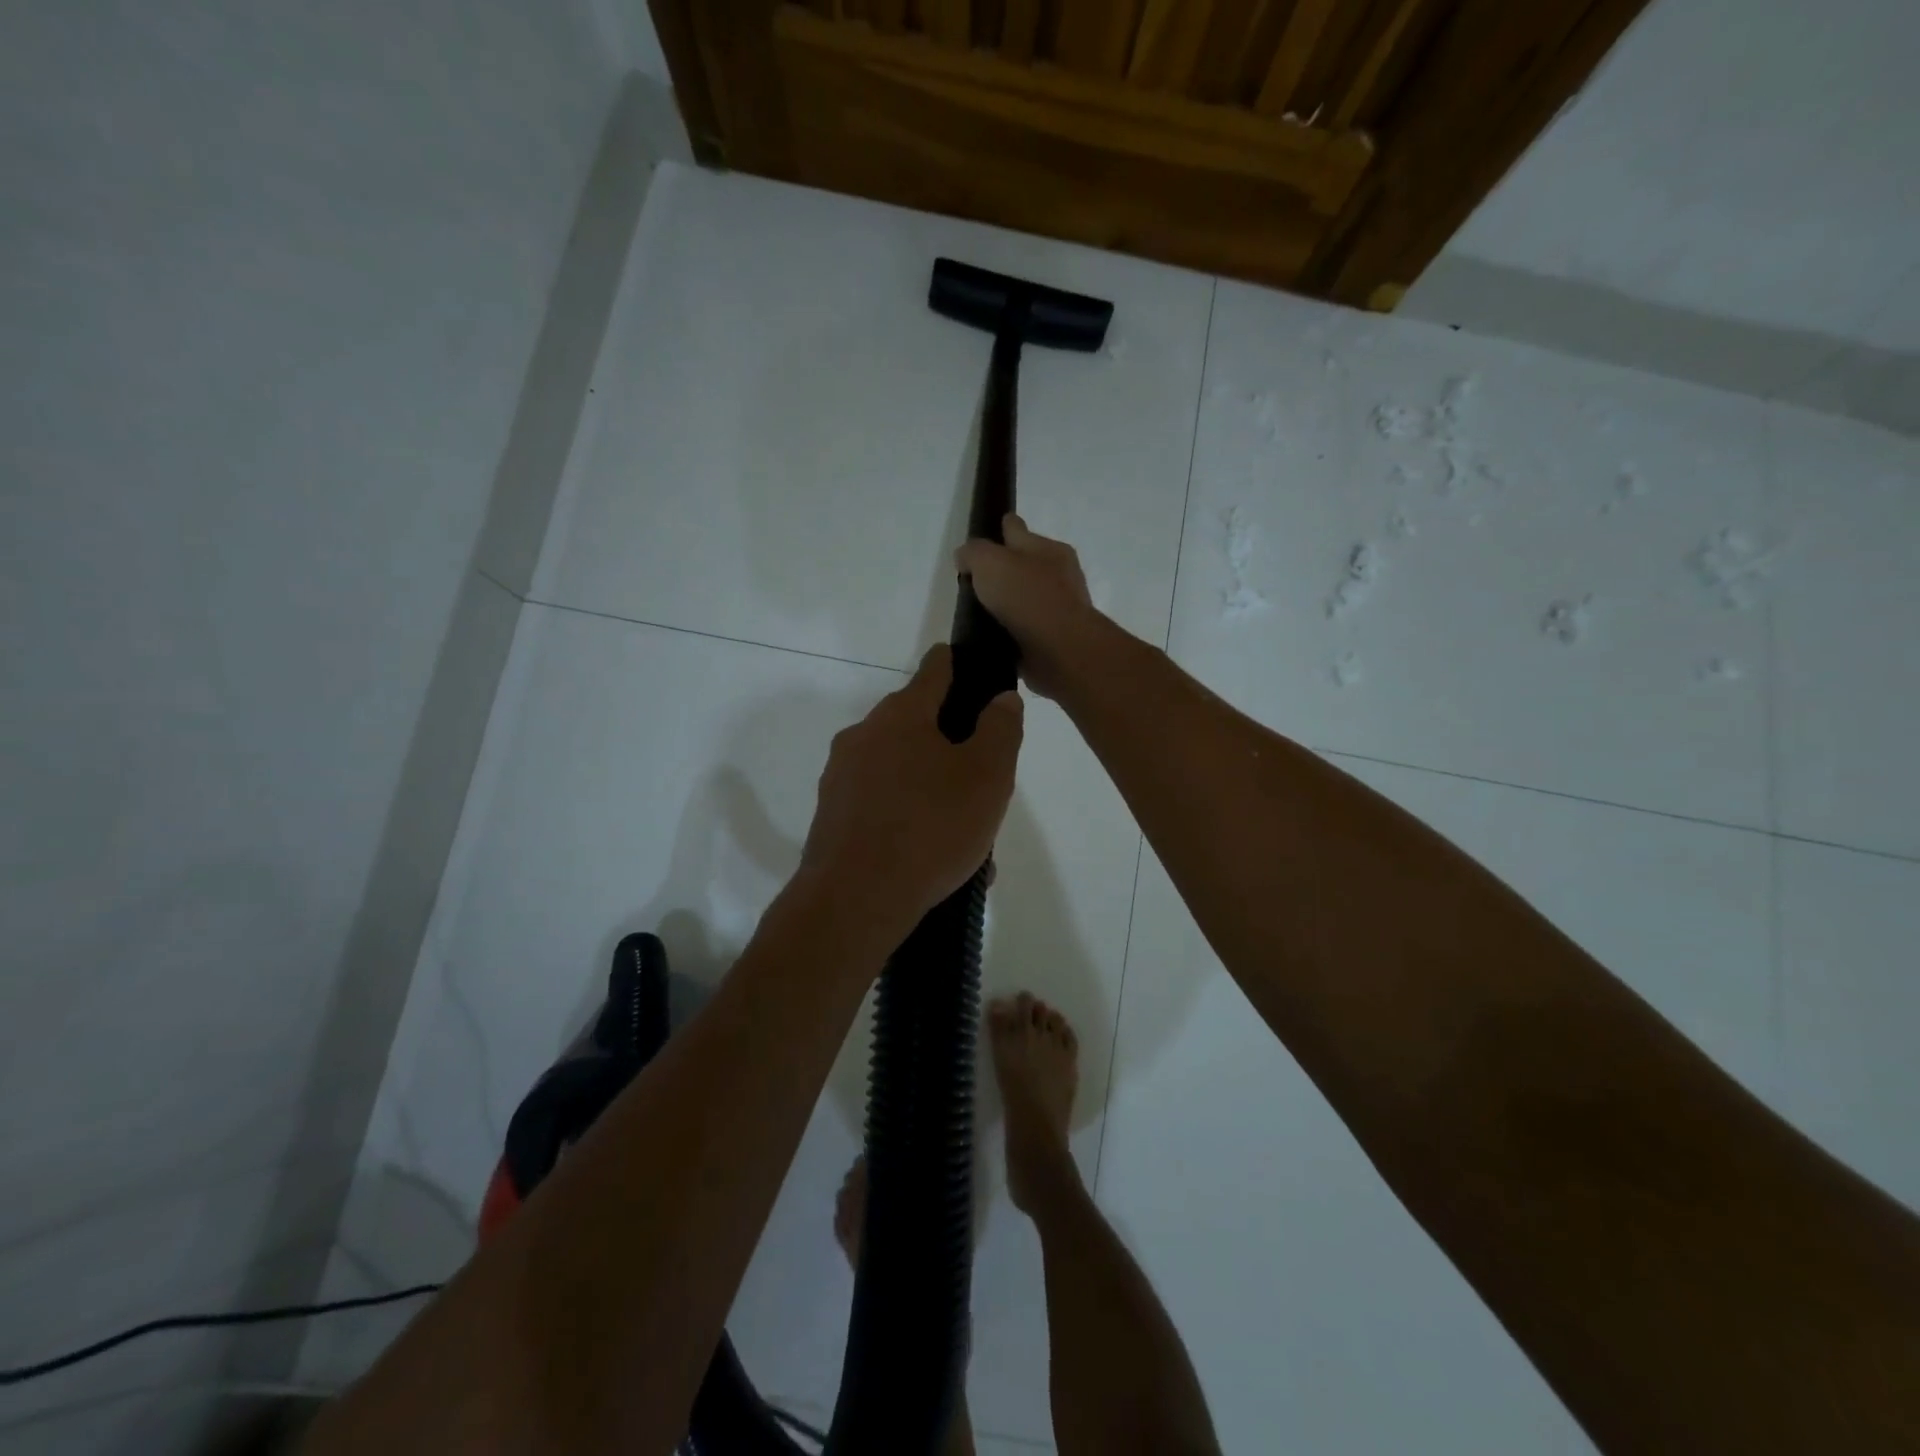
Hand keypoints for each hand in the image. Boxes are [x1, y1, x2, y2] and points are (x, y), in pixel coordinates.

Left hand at [798, 645, 1023, 942]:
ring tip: (963, 834)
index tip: (973, 669)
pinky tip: (931, 856)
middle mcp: (864, 734)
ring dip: (930, 788)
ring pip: (899, 769)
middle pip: (916, 724)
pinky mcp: (831, 814)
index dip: (957, 664)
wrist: (855, 899)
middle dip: (950, 743)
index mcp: (902, 714)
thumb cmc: (931, 827)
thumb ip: (1000, 730)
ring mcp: (842, 775)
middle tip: (981, 781)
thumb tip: (1001, 699)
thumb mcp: (987, 776)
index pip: (935, 669)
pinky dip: (907, 816)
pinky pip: (881, 803)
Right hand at [957, 515, 1103, 700]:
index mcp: (1048, 549)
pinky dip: (1014, 630)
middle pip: (1025, 565)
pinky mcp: (1054, 639)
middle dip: (1006, 569)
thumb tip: (965, 557)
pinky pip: (1027, 628)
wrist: (1059, 649)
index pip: (1018, 530)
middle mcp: (1059, 575)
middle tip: (977, 579)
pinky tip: (995, 636)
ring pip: (1027, 598)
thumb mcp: (989, 562)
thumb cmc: (1026, 596)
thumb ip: (973, 553)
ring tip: (981, 611)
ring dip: (1009, 603)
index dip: (1002, 527)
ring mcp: (1059, 609)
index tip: (989, 531)